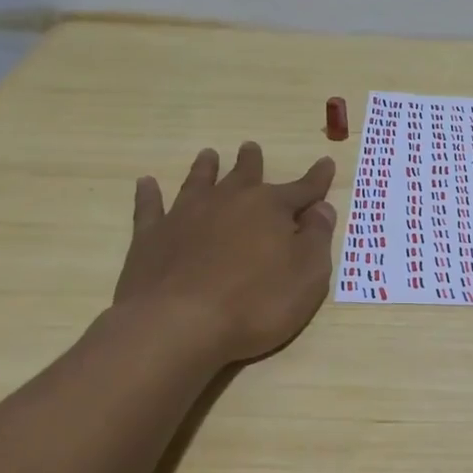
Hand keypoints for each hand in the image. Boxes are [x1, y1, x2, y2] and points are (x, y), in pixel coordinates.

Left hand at [114, 141, 336, 363]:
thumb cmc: (256, 304)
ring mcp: (186, 216)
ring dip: (205, 168)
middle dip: (251, 162)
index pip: (302, 189)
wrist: (177, 325)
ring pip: (199, 182)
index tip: (326, 163)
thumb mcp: (308, 276)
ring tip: (208, 154)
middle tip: (250, 147)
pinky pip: (150, 207)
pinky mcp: (151, 236)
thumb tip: (322, 208)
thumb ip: (317, 238)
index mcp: (271, 208)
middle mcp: (229, 201)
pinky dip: (149, 194)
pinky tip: (146, 183)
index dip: (317, 179)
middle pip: (244, 176)